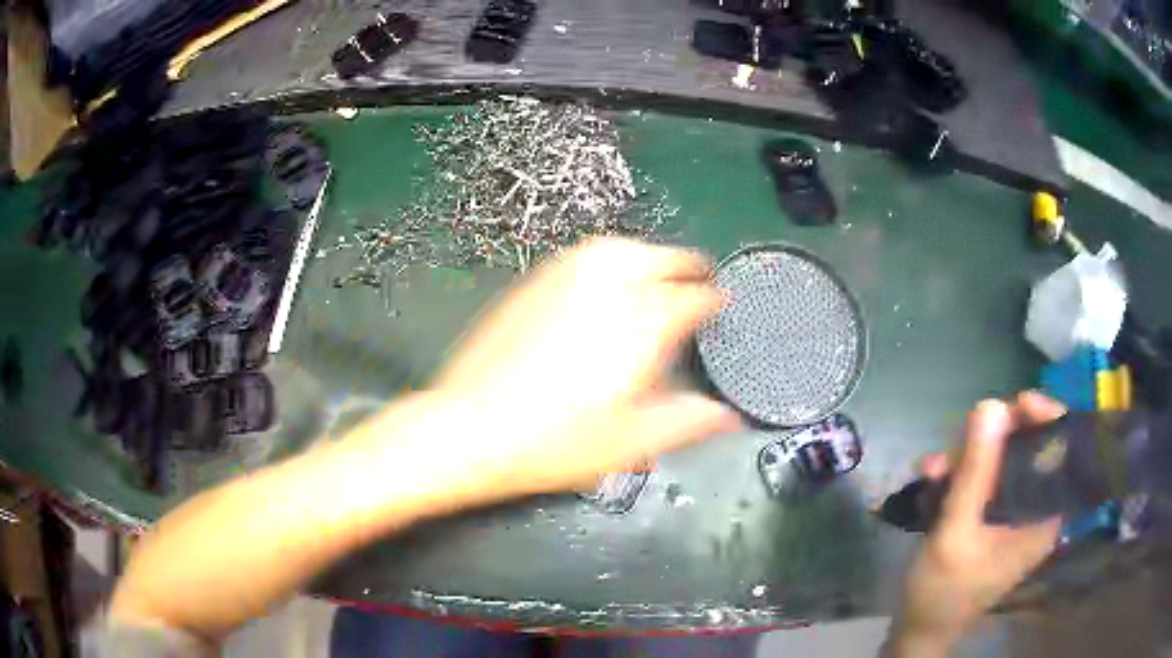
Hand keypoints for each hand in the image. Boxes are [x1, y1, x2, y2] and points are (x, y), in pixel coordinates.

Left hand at [383, 238, 741, 501]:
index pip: (694, 298)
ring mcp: (567, 279)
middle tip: (698, 281)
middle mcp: (608, 289)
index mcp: (641, 324)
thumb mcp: (631, 443)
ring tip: (658, 272)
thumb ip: (687, 421)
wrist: (472, 427)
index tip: (722, 306)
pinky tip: (606, 277)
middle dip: (687, 268)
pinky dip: (608, 258)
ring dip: (649, 255)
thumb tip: (727, 415)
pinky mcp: (535, 282)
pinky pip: (583, 255)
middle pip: (661, 259)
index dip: (715, 301)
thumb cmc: (555, 442)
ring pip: (621, 248)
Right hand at [891, 392, 1064, 655]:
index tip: (1015, 404)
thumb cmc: (943, 592)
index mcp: (1045, 517)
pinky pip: (986, 481)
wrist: (919, 630)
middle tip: (962, 440)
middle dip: (993, 441)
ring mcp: (1014, 515)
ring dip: (968, 459)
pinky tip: (933, 479)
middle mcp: (1037, 510)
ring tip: (934, 468)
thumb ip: (975, 472)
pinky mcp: (994, 519)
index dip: (1044, 417)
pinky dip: (961, 476)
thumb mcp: (957, 531)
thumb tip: (991, 404)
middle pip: (1030, 450)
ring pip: (1003, 462)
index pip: (1063, 449)